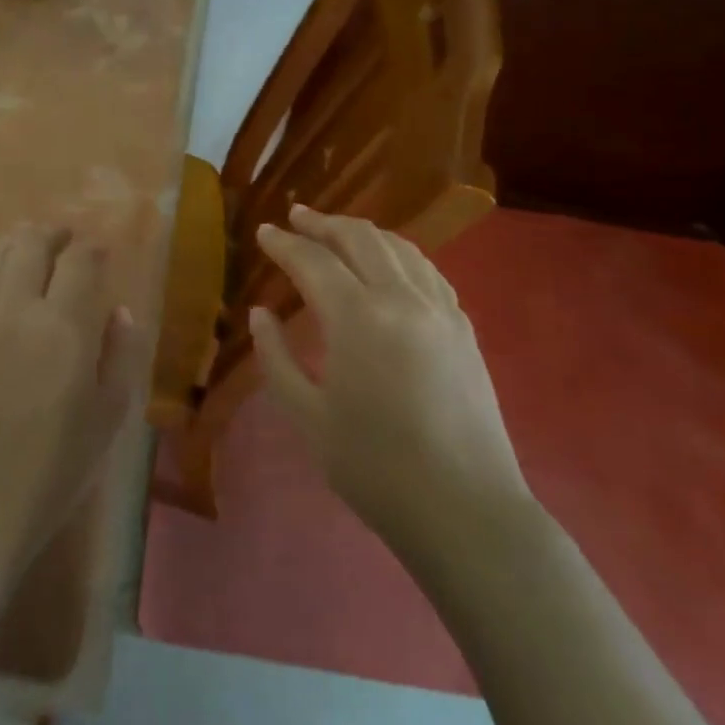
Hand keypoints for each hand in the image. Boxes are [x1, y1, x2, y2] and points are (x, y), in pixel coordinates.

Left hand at [0, 224, 137, 569]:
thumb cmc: (55, 468)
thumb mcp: (109, 416)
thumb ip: (121, 354)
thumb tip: (117, 311)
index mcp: (64, 327)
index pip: (80, 260)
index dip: (93, 248)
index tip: (101, 252)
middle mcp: (15, 310)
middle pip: (30, 244)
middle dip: (52, 234)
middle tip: (65, 240)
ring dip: (14, 245)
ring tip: (28, 251)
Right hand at [250, 206, 528, 538]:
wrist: (463, 508)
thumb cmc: (373, 467)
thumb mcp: (307, 416)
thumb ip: (276, 357)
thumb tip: (260, 313)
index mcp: (358, 318)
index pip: (314, 261)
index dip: (285, 243)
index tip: (264, 231)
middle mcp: (402, 299)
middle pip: (361, 238)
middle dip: (324, 223)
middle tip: (297, 217)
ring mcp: (440, 310)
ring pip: (400, 248)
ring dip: (363, 232)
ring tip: (338, 231)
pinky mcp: (463, 328)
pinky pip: (427, 271)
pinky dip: (399, 255)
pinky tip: (389, 264)